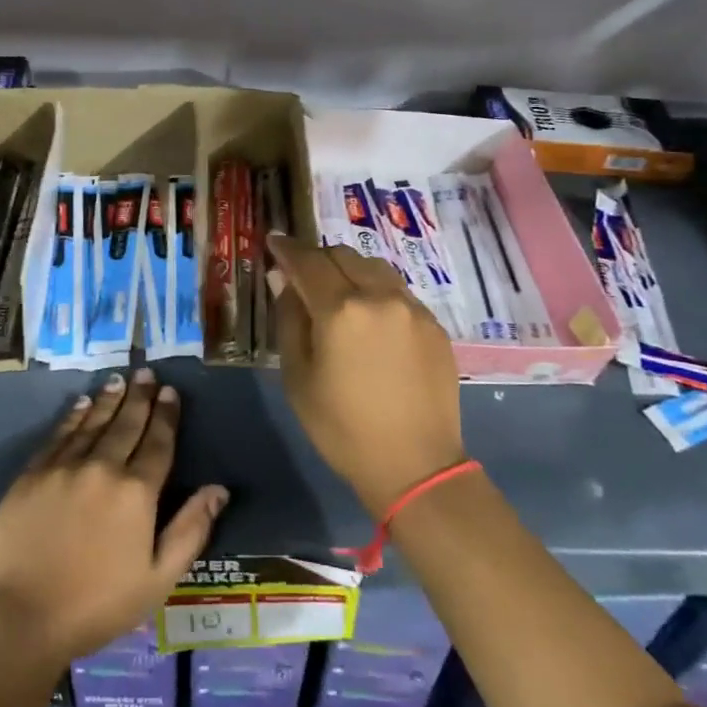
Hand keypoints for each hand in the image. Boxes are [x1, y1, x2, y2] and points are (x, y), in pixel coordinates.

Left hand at [0, 369, 227, 671]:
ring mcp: (63, 468)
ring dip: (109, 399)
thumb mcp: (158, 578)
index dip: (166, 416)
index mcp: (136, 492)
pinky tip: (82, 404)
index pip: (157, 442)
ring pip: (92, 423)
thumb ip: (191, 530)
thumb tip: (219, 489)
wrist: (20, 618)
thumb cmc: (97, 605)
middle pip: (126, 424)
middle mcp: (102, 468)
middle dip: (140, 397)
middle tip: (147, 373)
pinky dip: (73, 416)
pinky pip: (59, 435)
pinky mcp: (32, 474)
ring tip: (120, 379)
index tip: (170, 392)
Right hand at [269, 233, 466, 512]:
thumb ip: (290, 320)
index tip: (273, 242)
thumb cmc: (343, 428)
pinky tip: (371, 317)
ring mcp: (412, 307)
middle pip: (342, 255)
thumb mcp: (299, 378)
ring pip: (374, 267)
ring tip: (338, 292)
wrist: (416, 465)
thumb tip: (283, 280)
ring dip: (350, 270)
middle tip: (303, 275)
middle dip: (318, 258)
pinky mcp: (433, 323)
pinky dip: (376, 290)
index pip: (307, 261)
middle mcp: (380, 296)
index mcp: (340, 310)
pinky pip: (398, 290)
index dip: (286, 249)